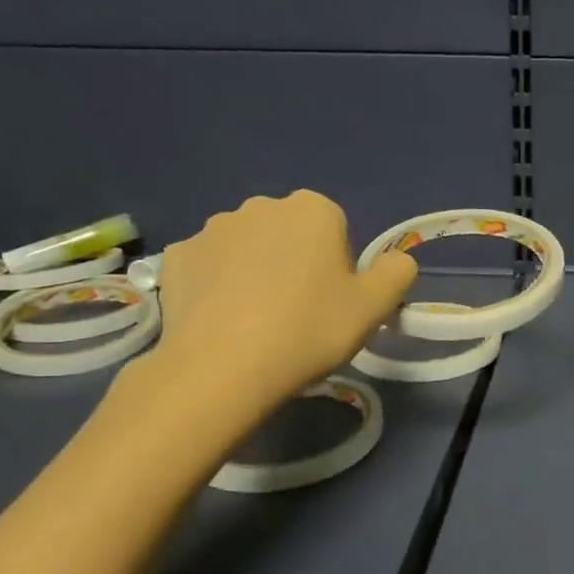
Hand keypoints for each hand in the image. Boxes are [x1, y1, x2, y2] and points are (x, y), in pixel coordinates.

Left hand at [146, 193, 417, 410]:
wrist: (223, 367)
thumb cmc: (309, 330)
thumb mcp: (374, 307)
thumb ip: (396, 273)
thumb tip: (397, 261)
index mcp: (313, 209)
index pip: (337, 229)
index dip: (339, 267)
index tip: (333, 303)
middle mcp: (261, 206)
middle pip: (290, 234)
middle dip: (296, 263)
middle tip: (299, 314)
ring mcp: (212, 228)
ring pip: (247, 248)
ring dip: (255, 272)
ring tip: (257, 322)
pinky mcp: (176, 256)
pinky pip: (209, 266)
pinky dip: (217, 286)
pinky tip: (223, 321)